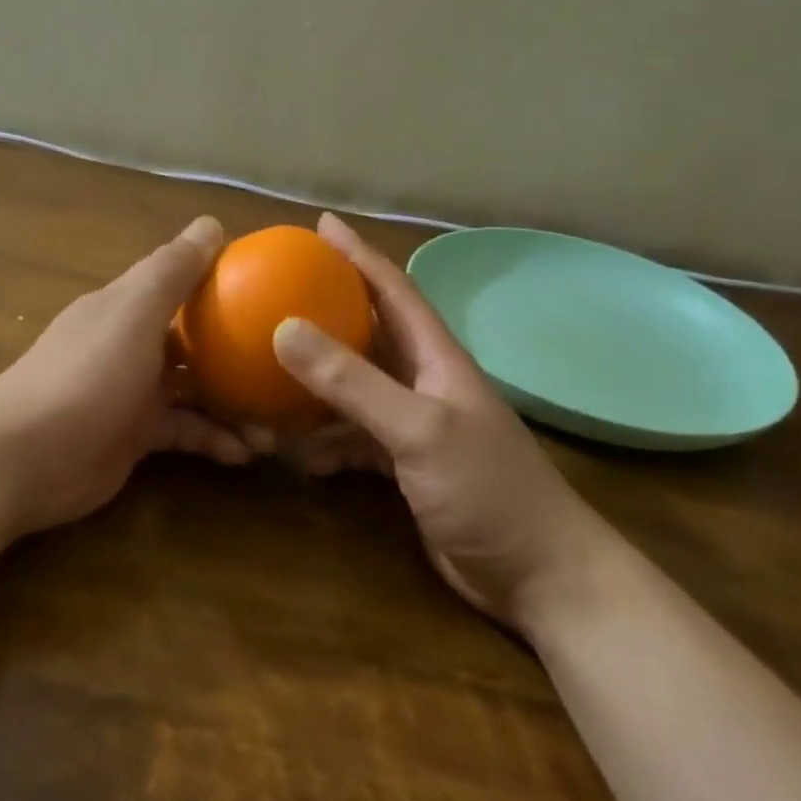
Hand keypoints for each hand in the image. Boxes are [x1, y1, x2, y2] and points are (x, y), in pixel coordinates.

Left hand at [0, 216, 250, 535]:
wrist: (22, 459)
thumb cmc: (84, 376)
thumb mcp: (132, 314)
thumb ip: (172, 270)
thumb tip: (211, 222)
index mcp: (128, 306)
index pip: (182, 281)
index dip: (224, 281)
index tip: (274, 291)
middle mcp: (133, 343)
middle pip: (195, 339)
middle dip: (238, 351)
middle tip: (286, 366)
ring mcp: (134, 392)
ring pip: (196, 390)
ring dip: (234, 402)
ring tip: (278, 423)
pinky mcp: (136, 437)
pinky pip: (186, 432)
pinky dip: (214, 440)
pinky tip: (245, 454)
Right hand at [270, 214, 613, 622]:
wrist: (536, 574)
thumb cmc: (487, 489)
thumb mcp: (418, 429)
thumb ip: (353, 381)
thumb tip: (285, 329)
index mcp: (436, 357)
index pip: (392, 290)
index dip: (357, 255)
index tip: (319, 225)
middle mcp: (423, 382)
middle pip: (365, 335)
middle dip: (323, 315)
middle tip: (273, 299)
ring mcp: (412, 426)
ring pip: (351, 392)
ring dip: (312, 390)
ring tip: (264, 383)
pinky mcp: (403, 466)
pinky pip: (351, 440)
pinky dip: (324, 444)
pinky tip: (297, 456)